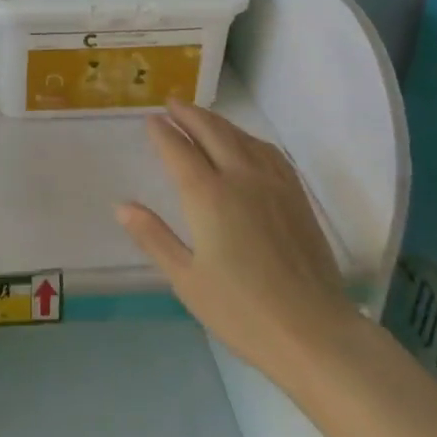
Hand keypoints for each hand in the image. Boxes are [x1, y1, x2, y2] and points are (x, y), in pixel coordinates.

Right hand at [117, 98, 351, 381]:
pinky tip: (246, 143)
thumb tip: (122, 206)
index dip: (162, 133)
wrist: (314, 332)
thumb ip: (154, 237)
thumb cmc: (242, 312)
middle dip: (189, 114)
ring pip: (241, 137)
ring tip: (201, 117)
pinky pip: (269, 152)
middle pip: (212, 132)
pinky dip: (248, 138)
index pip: (179, 150)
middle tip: (172, 103)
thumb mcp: (186, 280)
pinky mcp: (296, 196)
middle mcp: (240, 178)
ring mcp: (273, 184)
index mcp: (207, 196)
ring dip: (217, 121)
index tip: (150, 119)